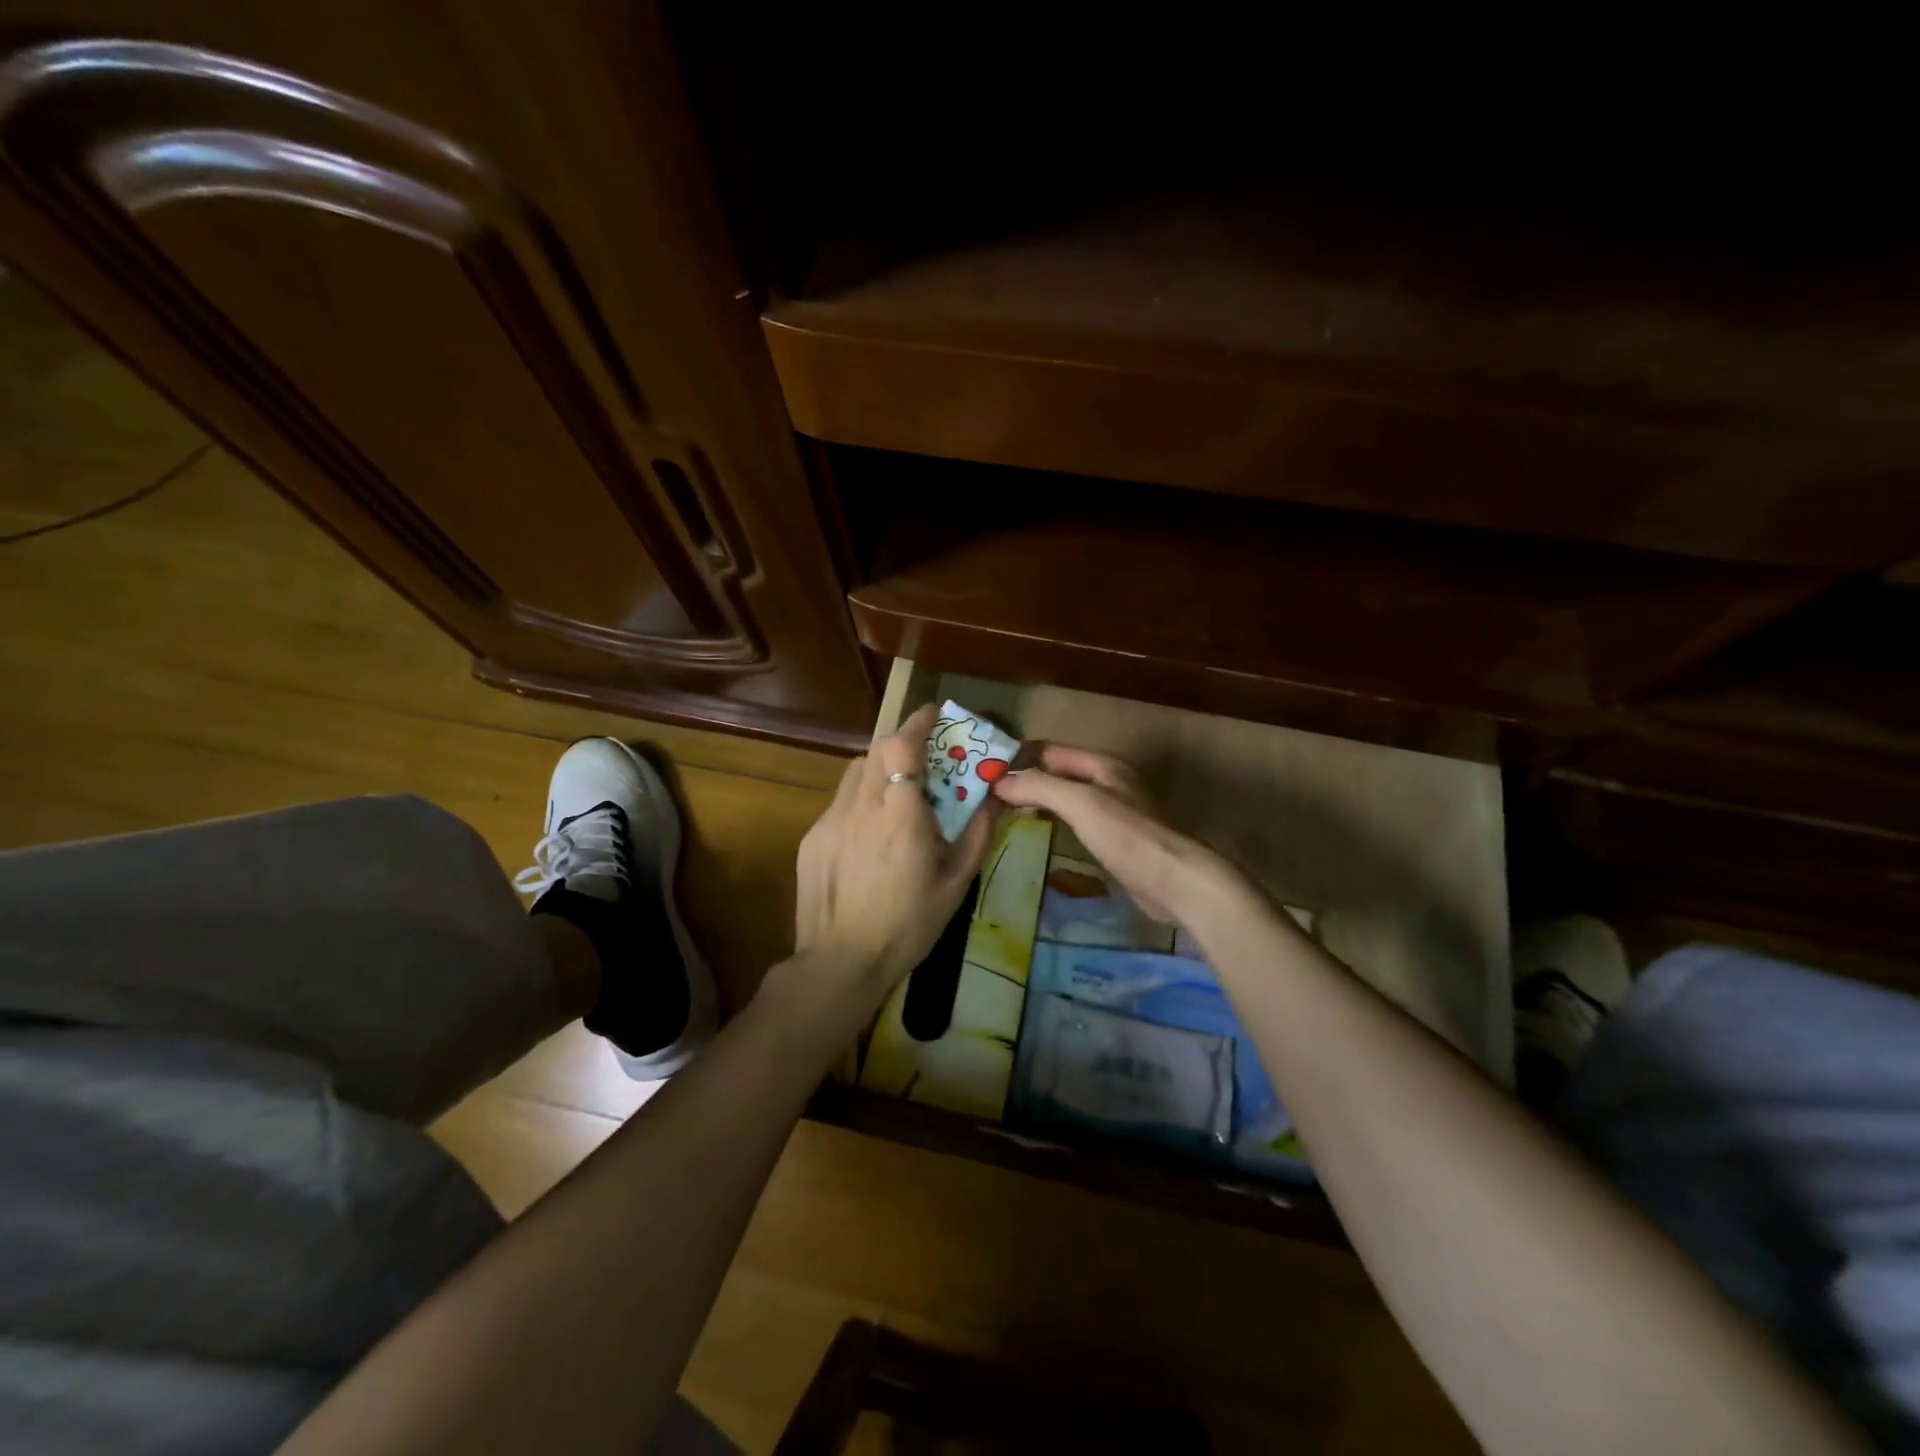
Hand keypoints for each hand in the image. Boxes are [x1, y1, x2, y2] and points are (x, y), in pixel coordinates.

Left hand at [792, 704, 996, 1006]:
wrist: (841, 962)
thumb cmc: (908, 925)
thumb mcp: (955, 884)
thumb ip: (977, 835)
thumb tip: (994, 800)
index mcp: (900, 817)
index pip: (901, 747)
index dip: (917, 723)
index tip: (935, 715)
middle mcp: (862, 807)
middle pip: (876, 749)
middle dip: (902, 742)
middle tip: (925, 755)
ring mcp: (830, 820)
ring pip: (855, 771)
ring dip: (879, 767)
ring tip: (899, 790)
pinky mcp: (813, 837)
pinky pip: (841, 801)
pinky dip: (861, 798)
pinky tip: (871, 831)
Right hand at [991, 743, 1247, 930]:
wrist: (1176, 882)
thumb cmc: (1128, 836)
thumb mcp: (1081, 804)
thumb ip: (1040, 787)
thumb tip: (999, 782)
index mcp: (1102, 765)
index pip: (1049, 751)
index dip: (1018, 758)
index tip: (984, 772)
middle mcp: (1107, 781)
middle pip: (1056, 772)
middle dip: (1024, 779)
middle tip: (986, 794)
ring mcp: (1112, 811)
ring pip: (1064, 797)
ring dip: (1036, 800)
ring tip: (1000, 811)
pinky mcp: (1113, 838)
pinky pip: (1074, 821)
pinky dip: (1051, 821)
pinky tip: (1033, 832)